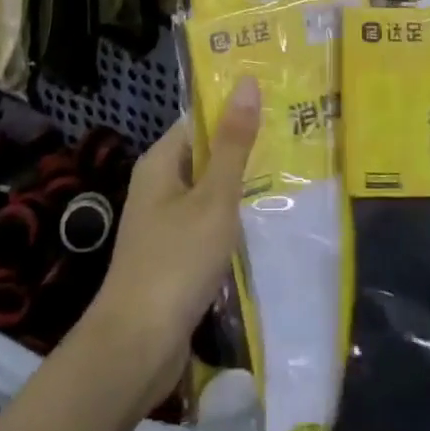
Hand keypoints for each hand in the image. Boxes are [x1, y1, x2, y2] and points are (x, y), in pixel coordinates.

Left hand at [83, 77, 260, 404]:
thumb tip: (247, 82)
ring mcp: (164, 223)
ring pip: (209, 191)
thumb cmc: (176, 261)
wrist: (136, 348)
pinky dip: (232, 219)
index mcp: (161, 162)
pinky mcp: (174, 256)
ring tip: (291, 172)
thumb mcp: (213, 197)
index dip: (234, 108)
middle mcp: (159, 185)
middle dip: (244, 147)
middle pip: (206, 153)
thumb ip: (234, 143)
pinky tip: (265, 221)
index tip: (276, 100)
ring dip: (242, 185)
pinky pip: (208, 223)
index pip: (199, 118)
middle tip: (294, 135)